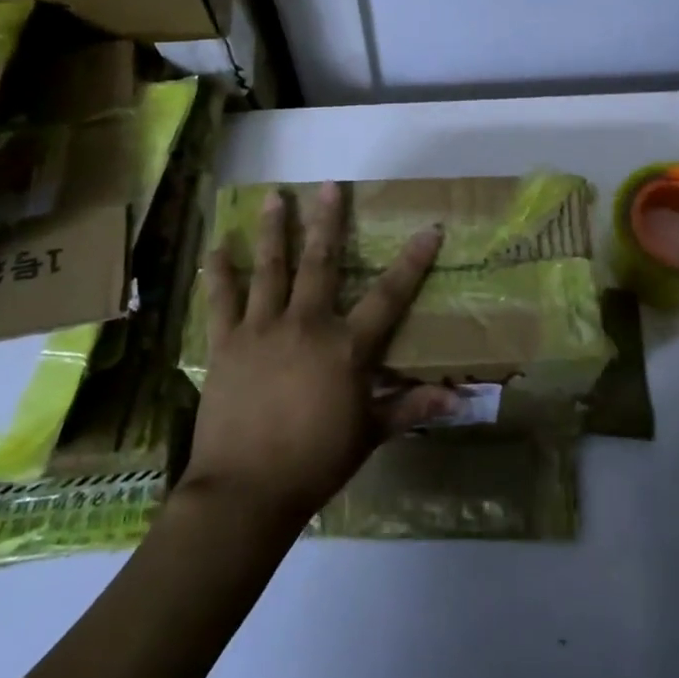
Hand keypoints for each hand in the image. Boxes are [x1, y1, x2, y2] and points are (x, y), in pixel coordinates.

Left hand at [182, 182, 454, 528]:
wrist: (245, 492)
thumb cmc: (316, 463)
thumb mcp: (369, 435)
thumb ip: (411, 408)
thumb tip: (461, 399)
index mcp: (346, 348)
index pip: (389, 296)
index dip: (412, 261)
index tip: (429, 229)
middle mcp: (306, 325)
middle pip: (320, 263)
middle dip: (328, 221)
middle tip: (329, 186)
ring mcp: (262, 330)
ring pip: (270, 269)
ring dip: (274, 230)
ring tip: (274, 197)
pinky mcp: (226, 344)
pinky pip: (221, 300)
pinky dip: (219, 273)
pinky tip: (216, 248)